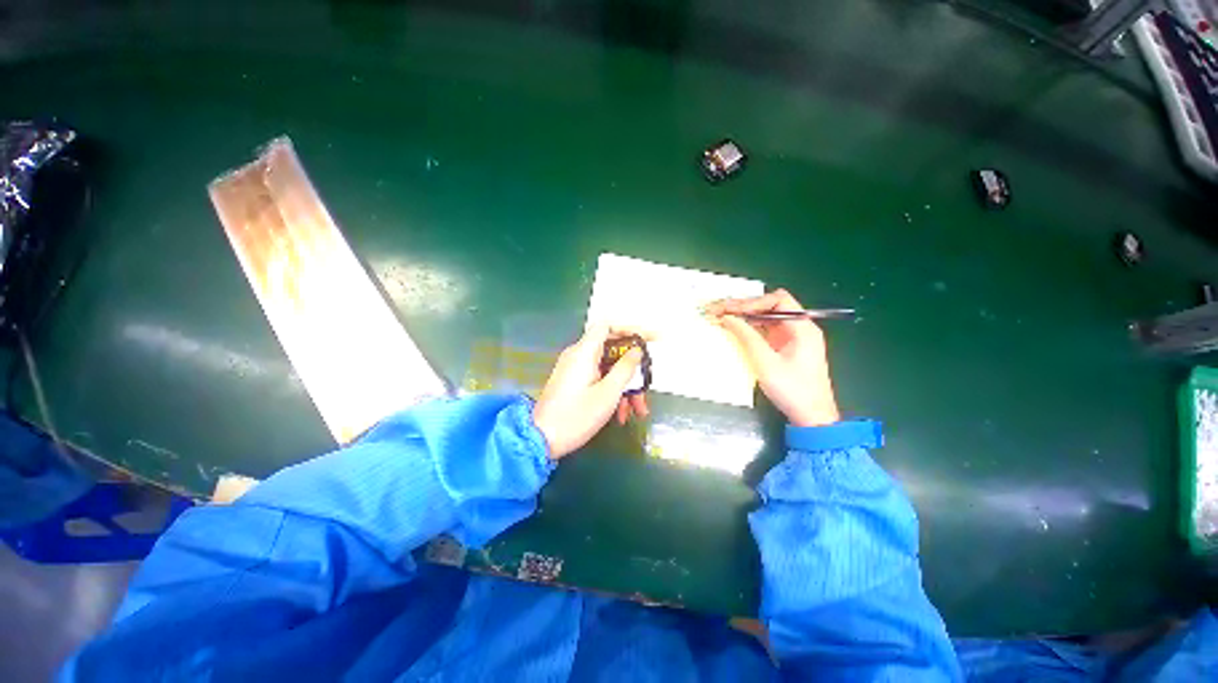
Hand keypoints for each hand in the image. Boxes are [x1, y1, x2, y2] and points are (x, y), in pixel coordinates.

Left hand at [533, 324, 647, 458]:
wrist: (540, 440)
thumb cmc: (576, 416)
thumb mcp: (608, 393)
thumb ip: (625, 368)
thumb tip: (636, 350)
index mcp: (584, 352)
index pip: (609, 326)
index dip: (631, 329)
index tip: (651, 340)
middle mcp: (578, 355)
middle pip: (612, 351)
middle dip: (632, 370)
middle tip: (647, 385)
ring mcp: (575, 369)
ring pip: (607, 369)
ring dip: (625, 387)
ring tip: (638, 411)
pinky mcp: (573, 382)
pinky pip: (598, 379)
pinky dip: (612, 392)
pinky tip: (621, 415)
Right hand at [704, 289, 839, 426]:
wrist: (812, 417)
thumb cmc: (792, 390)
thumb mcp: (766, 363)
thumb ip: (747, 337)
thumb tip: (727, 317)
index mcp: (802, 327)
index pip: (777, 300)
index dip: (752, 303)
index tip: (730, 311)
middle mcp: (799, 327)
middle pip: (770, 306)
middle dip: (744, 306)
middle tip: (718, 309)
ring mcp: (793, 336)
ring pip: (766, 316)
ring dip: (744, 315)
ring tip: (721, 315)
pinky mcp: (786, 346)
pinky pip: (766, 329)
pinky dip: (749, 327)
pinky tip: (734, 328)